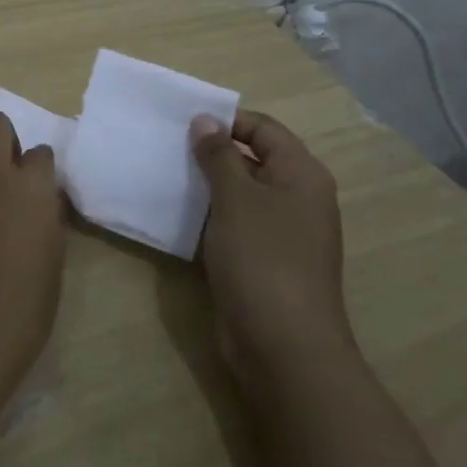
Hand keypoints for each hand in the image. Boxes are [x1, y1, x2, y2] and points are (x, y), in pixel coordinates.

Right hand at [190, 110, 352, 384]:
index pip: (264, 129)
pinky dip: (209, 217)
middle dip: (211, 153)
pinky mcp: (262, 261)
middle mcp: (296, 198)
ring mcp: (281, 233)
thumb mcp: (236, 199)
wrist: (283, 346)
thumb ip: (218, 156)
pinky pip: (233, 225)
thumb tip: (205, 120)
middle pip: (252, 160)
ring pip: (240, 195)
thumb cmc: (263, 259)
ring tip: (165, 176)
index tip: (183, 124)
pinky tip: (176, 216)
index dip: (227, 121)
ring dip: (206, 186)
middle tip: (167, 148)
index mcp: (301, 175)